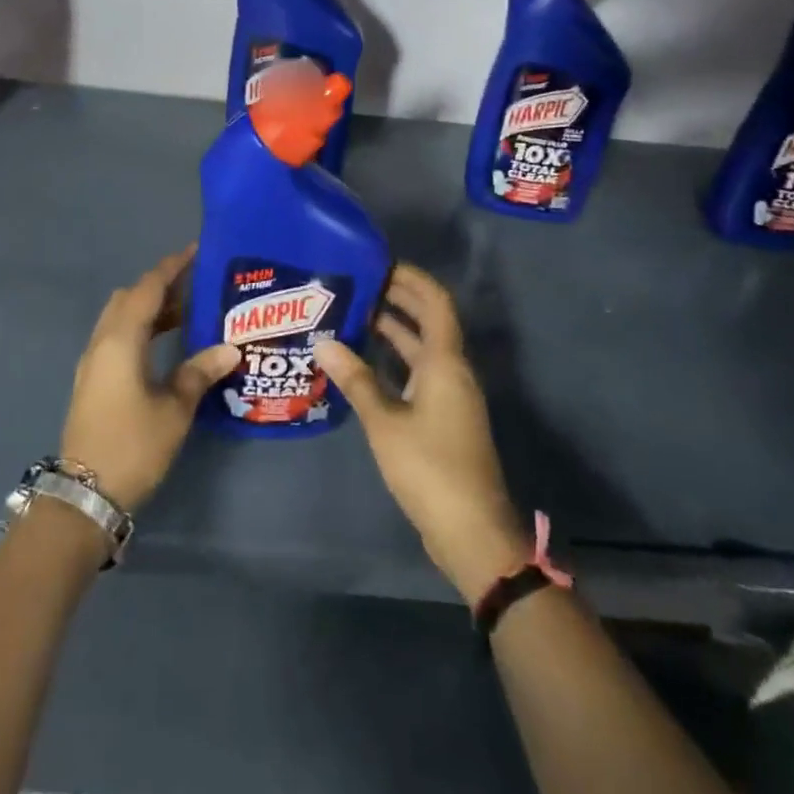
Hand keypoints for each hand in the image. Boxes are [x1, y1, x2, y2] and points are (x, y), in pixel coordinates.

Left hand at [59, 247, 239, 512]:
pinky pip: (116, 337)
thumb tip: (230, 348)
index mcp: (121, 340)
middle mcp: (102, 342)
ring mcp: (92, 362)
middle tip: (195, 287)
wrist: (85, 495)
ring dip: (149, 309)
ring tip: (186, 313)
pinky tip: (164, 345)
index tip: (195, 252)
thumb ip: (199, 372)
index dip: (171, 268)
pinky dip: (140, 329)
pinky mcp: (92, 381)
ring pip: (120, 318)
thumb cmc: (133, 445)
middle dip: (160, 286)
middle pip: (130, 298)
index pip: (147, 288)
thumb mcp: (174, 409)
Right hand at [316, 263, 527, 603]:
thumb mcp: (384, 422)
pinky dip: (396, 359)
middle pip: (430, 320)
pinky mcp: (444, 417)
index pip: (435, 302)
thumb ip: (355, 379)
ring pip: (423, 348)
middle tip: (359, 283)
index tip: (379, 262)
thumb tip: (323, 341)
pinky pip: (420, 372)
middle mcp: (452, 370)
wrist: (471, 530)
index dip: (412, 278)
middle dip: (399, 298)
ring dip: (395, 329)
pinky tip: (364, 362)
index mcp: (445, 362)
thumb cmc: (429, 468)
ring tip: (355, 313)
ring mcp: (450, 395)